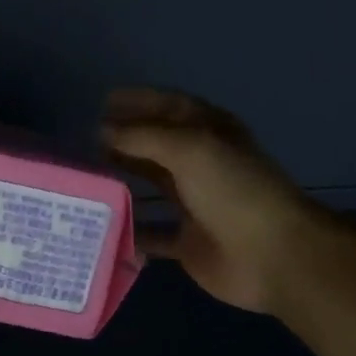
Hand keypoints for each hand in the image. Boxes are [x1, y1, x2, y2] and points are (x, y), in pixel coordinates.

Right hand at [103, 88, 318, 314]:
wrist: (271, 254)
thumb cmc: (232, 190)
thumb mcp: (189, 148)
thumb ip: (142, 137)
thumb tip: (102, 131)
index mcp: (210, 133)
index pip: (170, 106)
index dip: (139, 101)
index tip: (102, 102)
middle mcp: (202, 165)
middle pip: (157, 147)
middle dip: (124, 141)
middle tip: (84, 142)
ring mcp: (195, 205)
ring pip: (151, 187)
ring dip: (122, 182)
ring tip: (85, 179)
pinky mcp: (187, 242)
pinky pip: (150, 234)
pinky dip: (128, 231)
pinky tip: (99, 225)